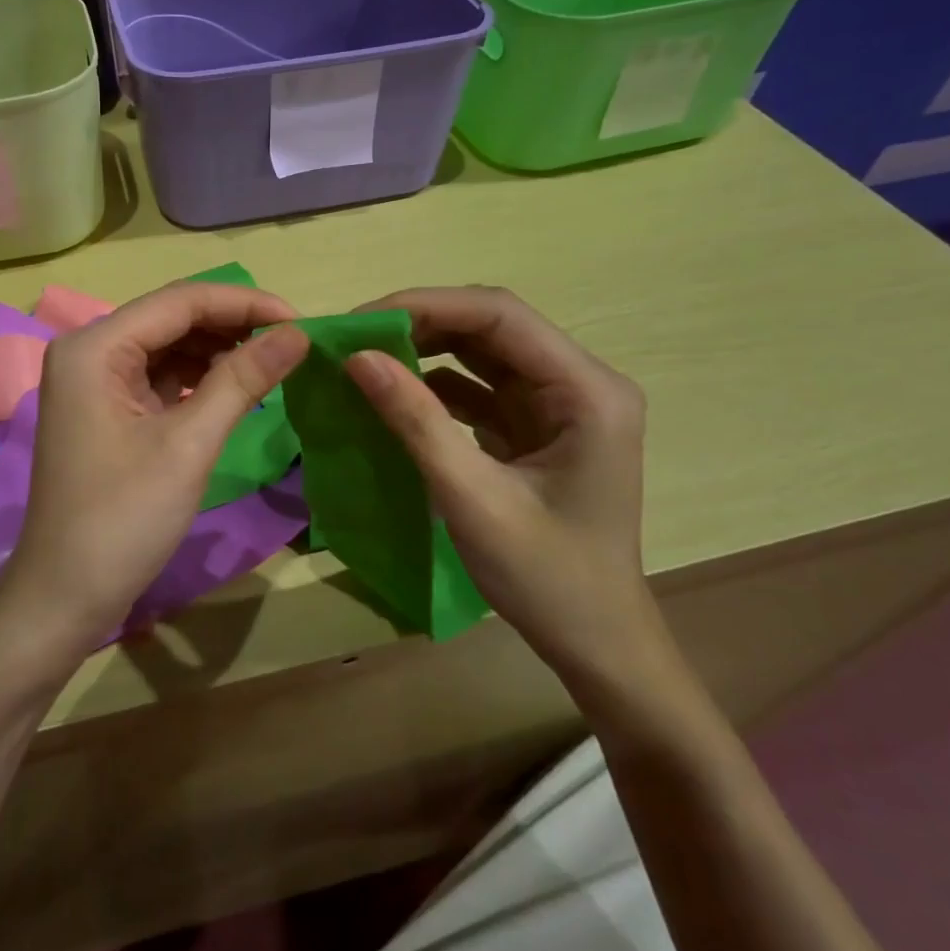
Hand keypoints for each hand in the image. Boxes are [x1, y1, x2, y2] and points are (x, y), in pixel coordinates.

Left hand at [0, 281, 309, 653]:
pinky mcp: (105, 408)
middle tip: (293, 345)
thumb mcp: (189, 445)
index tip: (301, 321)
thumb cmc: (123, 519)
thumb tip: (298, 333)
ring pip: (168, 346)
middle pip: (173, 319)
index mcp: (94, 347)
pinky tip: (235, 387)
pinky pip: (159, 376)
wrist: (65, 596)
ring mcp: (94, 380)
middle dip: (233, 326)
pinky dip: (198, 379)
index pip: (181, 301)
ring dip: (218, 351)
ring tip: (273, 364)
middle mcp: (88, 350)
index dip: (245, 304)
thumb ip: (242, 379)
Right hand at [344, 286, 672, 701]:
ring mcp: (558, 404)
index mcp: (587, 391)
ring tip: (365, 358)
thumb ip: (415, 422)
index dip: (426, 306)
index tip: (360, 322)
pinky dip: (434, 385)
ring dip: (424, 350)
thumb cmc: (546, 578)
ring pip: (482, 353)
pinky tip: (394, 393)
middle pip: (491, 326)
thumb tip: (357, 358)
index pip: (500, 316)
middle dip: (420, 324)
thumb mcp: (471, 498)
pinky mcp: (535, 426)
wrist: (596, 644)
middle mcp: (579, 383)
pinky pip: (479, 387)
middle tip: (354, 339)